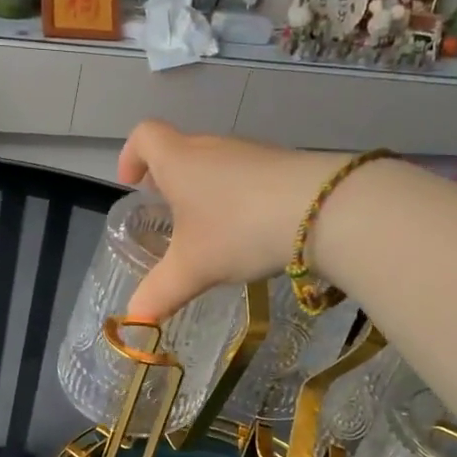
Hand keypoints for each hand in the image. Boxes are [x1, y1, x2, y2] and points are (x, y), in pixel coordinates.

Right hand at [118, 121, 332, 320]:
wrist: (325, 210)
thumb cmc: (239, 230)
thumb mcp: (193, 268)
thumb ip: (159, 293)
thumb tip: (133, 320)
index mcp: (179, 161)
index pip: (145, 136)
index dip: (131, 154)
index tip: (132, 183)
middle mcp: (213, 148)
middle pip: (181, 149)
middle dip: (169, 178)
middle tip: (168, 213)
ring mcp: (252, 153)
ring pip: (217, 163)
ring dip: (205, 188)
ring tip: (209, 229)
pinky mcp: (284, 166)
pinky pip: (248, 175)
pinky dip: (239, 196)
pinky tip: (250, 230)